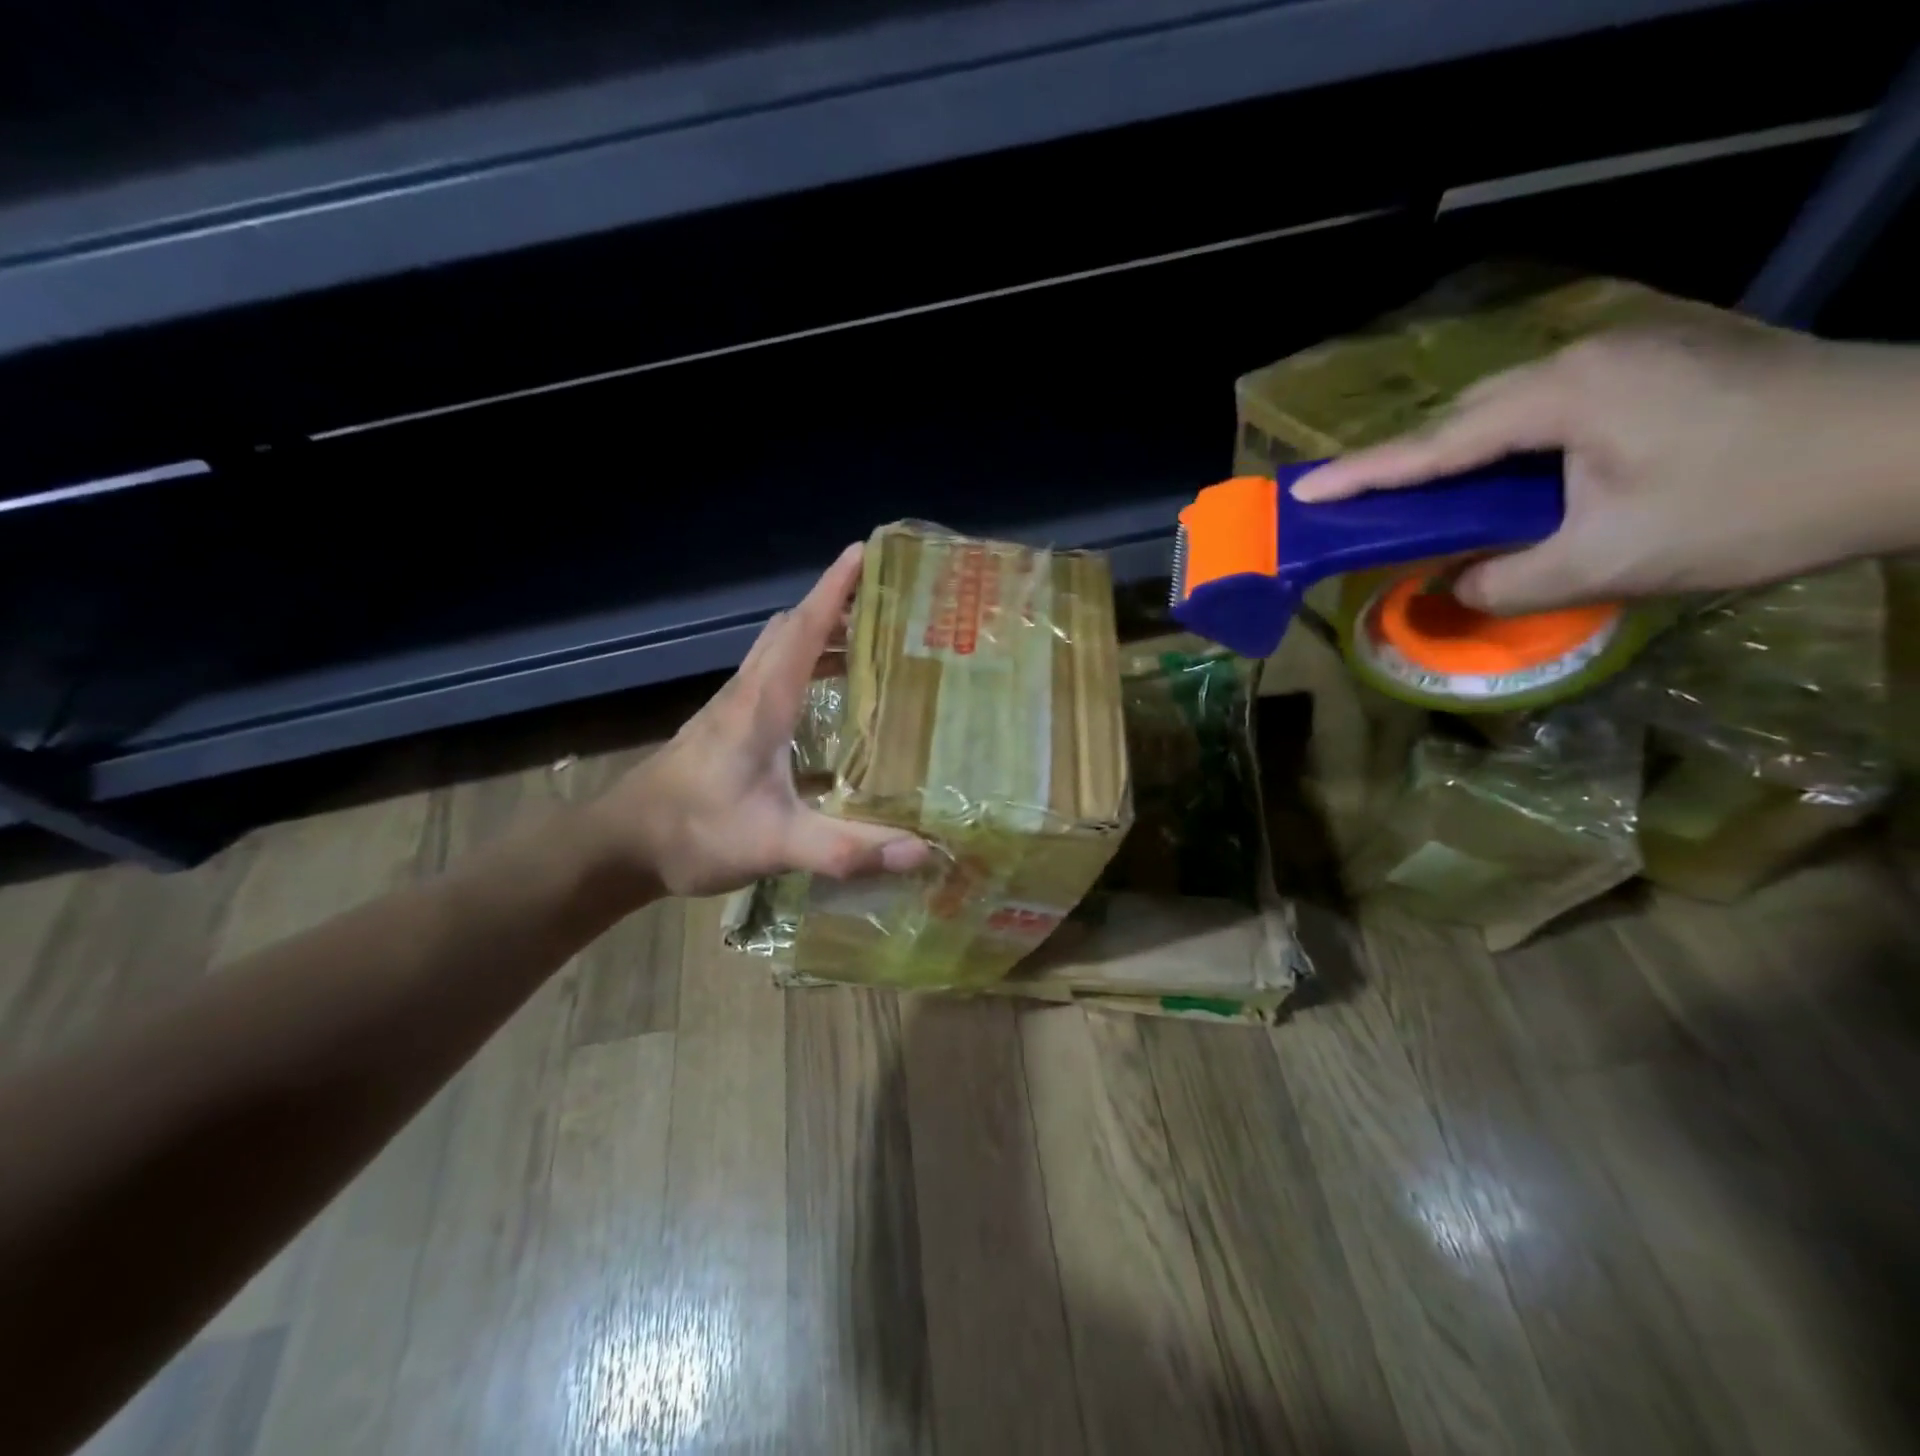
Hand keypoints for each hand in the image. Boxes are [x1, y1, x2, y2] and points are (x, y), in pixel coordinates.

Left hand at [590, 544, 929, 897]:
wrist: (620, 845)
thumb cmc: (694, 833)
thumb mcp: (775, 844)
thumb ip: (845, 848)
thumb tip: (922, 851)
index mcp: (762, 703)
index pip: (804, 628)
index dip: (835, 587)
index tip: (867, 549)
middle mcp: (747, 692)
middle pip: (793, 628)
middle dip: (836, 604)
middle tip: (887, 602)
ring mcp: (732, 707)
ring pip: (778, 649)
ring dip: (818, 633)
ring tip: (868, 641)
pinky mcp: (726, 726)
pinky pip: (771, 675)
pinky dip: (802, 664)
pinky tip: (827, 698)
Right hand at [1290, 326, 1919, 613]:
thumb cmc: (1755, 503)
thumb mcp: (1612, 562)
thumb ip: (1507, 580)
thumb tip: (1450, 587)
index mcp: (1563, 395)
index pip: (1434, 444)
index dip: (1361, 475)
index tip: (1301, 494)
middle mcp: (1583, 359)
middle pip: (1464, 417)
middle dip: (1408, 466)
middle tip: (1364, 510)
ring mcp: (1626, 356)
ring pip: (1507, 412)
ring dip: (1462, 460)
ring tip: (1431, 506)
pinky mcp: (1658, 368)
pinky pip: (1550, 410)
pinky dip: (1510, 452)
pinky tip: (1512, 483)